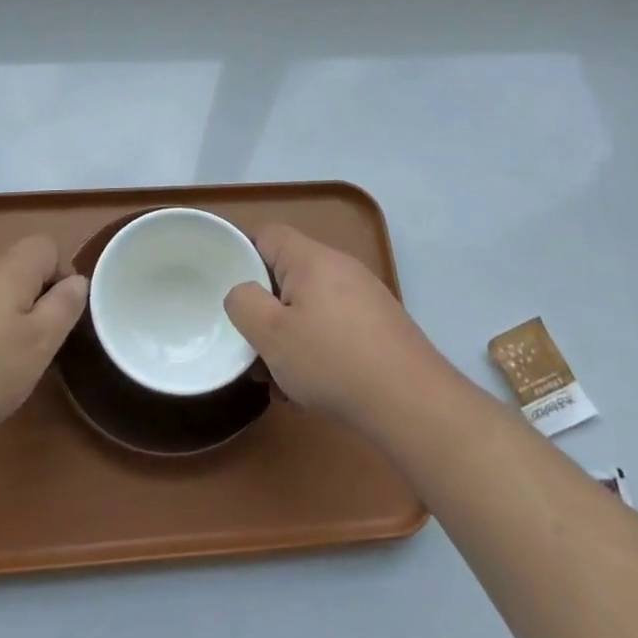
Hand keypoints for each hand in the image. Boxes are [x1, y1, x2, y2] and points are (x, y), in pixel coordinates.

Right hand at [224, 224, 447, 430]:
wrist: (412, 402)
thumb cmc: (333, 361)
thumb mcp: (272, 335)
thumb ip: (243, 303)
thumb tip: (242, 292)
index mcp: (312, 259)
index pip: (267, 234)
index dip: (241, 253)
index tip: (225, 286)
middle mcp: (341, 267)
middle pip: (288, 274)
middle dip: (266, 309)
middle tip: (251, 344)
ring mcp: (365, 297)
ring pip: (310, 307)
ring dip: (289, 337)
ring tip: (278, 379)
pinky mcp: (380, 326)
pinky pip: (334, 327)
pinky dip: (316, 350)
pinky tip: (310, 390)